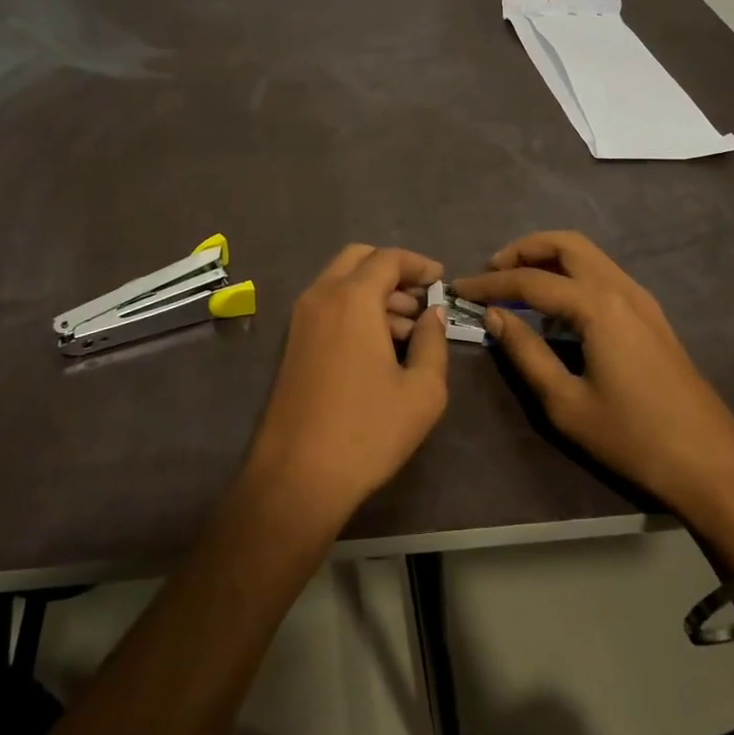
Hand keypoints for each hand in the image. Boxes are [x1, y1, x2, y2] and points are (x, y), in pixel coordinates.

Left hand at [244, 245, 448, 532]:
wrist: (297, 476)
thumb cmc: (367, 431)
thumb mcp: (422, 391)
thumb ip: (433, 342)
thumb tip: (433, 315)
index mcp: (352, 298)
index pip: (388, 258)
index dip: (418, 264)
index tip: (441, 280)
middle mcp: (321, 297)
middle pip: (359, 259)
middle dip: (393, 271)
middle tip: (421, 300)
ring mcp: (300, 320)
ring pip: (341, 282)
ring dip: (375, 292)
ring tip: (408, 330)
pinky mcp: (292, 343)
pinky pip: (328, 306)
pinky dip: (354, 309)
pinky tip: (379, 347)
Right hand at [455, 232, 733, 565]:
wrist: (711, 464)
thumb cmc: (633, 438)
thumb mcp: (566, 403)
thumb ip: (526, 352)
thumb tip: (495, 316)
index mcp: (598, 306)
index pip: (531, 280)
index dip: (490, 283)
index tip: (458, 290)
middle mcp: (621, 288)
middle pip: (566, 244)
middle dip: (523, 250)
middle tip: (491, 273)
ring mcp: (642, 299)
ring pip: (589, 255)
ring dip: (549, 258)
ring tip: (516, 284)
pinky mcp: (652, 315)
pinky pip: (603, 275)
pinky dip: (572, 273)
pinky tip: (555, 305)